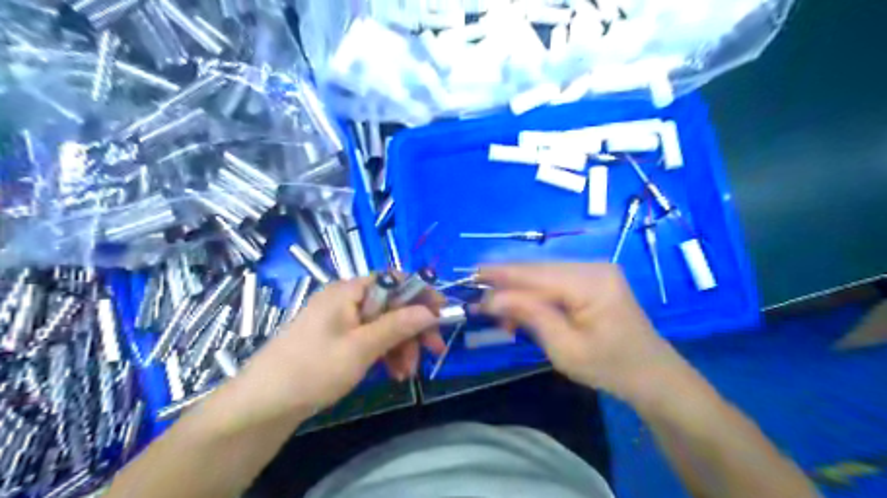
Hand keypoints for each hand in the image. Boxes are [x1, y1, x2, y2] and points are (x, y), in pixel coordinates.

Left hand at [225, 276, 436, 420]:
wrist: (263, 405)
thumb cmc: (313, 369)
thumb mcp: (361, 347)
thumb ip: (398, 326)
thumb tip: (430, 311)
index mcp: (349, 291)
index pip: (394, 280)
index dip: (421, 294)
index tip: (442, 314)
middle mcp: (346, 300)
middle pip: (392, 305)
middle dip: (413, 328)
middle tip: (433, 351)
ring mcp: (341, 321)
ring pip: (383, 325)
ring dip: (401, 346)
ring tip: (407, 374)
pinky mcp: (338, 340)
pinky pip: (370, 339)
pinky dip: (385, 354)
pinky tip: (393, 373)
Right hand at [479, 262, 683, 402]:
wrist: (652, 375)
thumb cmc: (610, 367)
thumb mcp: (565, 349)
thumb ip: (530, 315)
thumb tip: (492, 298)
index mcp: (591, 282)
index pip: (536, 275)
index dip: (501, 278)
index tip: (470, 279)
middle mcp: (592, 266)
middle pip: (538, 270)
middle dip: (506, 284)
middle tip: (478, 298)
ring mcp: (594, 270)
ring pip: (543, 275)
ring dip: (519, 291)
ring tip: (497, 311)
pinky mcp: (592, 279)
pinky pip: (555, 281)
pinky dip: (535, 295)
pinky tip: (521, 310)